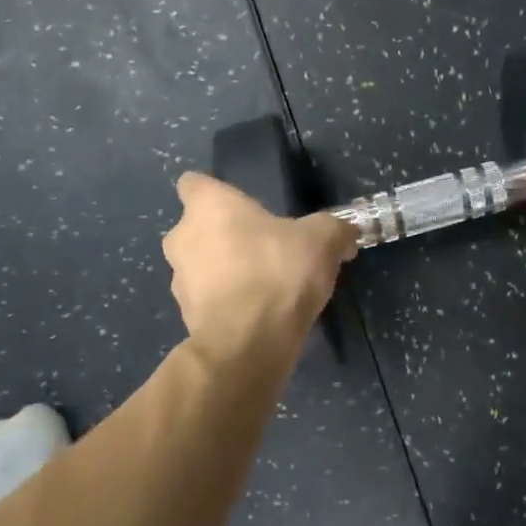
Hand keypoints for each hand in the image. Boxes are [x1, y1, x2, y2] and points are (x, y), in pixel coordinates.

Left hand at [162, 173, 357, 363]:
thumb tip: (346, 233)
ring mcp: (178, 279)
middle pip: (198, 228)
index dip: (217, 193)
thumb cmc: (278, 272)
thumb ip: (334, 230)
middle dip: (224, 236)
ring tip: (264, 285)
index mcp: (207, 206)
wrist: (249, 343)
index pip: (194, 183)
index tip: (244, 207)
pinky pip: (207, 299)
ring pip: (200, 265)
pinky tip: (258, 313)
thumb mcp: (322, 241)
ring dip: (224, 271)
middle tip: (263, 248)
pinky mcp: (186, 315)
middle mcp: (181, 237)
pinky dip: (226, 302)